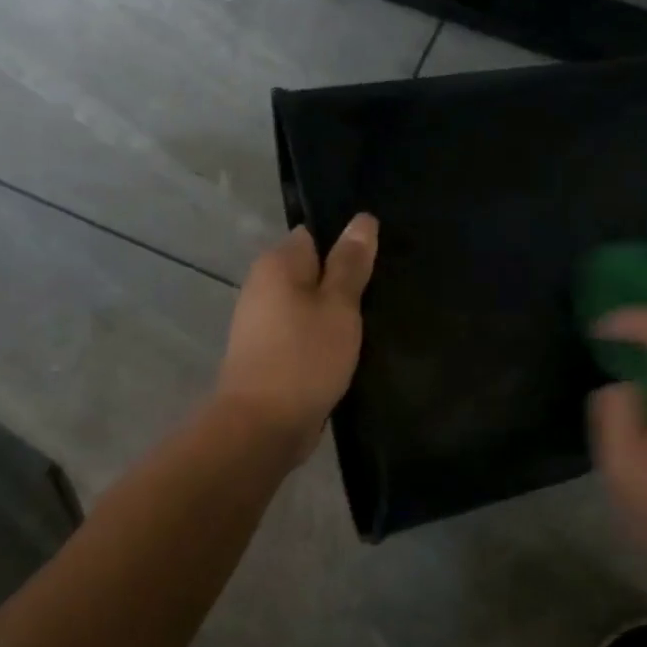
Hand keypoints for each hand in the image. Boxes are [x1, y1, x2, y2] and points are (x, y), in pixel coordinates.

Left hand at [215, 215, 378, 462]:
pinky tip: (349, 352)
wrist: (263, 427)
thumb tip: (362, 219)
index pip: (316, 236)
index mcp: (277, 264)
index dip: (348, 248)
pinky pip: (304, 334)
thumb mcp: (339, 306)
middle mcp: (263, 287)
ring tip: (372, 325)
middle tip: (383, 296)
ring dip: (336, 316)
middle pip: (313, 273)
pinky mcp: (269, 354)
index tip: (378, 266)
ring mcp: (263, 323)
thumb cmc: (305, 358)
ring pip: (310, 307)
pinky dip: (324, 340)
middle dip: (344, 284)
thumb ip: (351, 263)